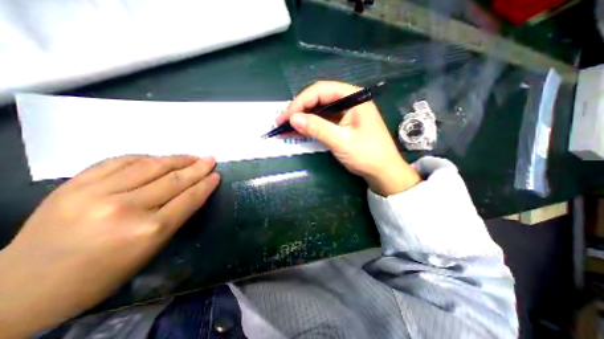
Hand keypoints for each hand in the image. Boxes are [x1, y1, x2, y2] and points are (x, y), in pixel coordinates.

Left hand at [0, 154, 220, 337]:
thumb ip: (175, 216)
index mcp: (149, 230)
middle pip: (174, 180)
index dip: (206, 184)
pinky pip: (121, 161)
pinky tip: (158, 159)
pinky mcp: (75, 184)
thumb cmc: (104, 273)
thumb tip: (193, 192)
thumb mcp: (152, 248)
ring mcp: (97, 193)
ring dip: (176, 159)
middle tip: (210, 159)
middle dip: (197, 168)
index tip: (216, 175)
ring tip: (191, 157)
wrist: (23, 287)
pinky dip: (145, 158)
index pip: (189, 198)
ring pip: (150, 166)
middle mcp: (126, 208)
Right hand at [277, 79, 421, 194]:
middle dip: (298, 110)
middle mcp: (348, 101)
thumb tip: (293, 119)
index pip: (321, 91)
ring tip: (284, 127)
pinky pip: (322, 121)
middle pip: (318, 99)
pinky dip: (309, 127)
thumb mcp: (341, 141)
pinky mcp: (341, 125)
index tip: (286, 117)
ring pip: (318, 111)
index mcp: (353, 97)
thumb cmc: (367, 155)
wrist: (382, 171)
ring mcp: (344, 113)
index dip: (300, 102)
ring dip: (302, 119)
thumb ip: (317, 128)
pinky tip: (297, 132)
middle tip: (281, 122)